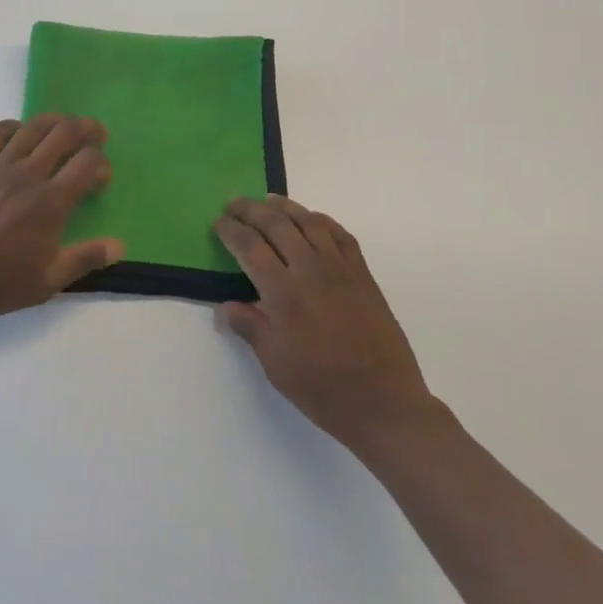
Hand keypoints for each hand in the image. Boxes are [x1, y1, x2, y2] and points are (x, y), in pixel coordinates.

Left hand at [0, 116, 123, 325]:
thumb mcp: (46, 282)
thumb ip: (85, 259)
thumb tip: (120, 245)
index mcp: (50, 202)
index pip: (87, 162)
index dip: (102, 163)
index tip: (102, 177)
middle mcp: (27, 174)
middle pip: (65, 132)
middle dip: (87, 128)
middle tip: (96, 134)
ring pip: (34, 126)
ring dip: (56, 121)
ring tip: (65, 128)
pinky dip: (16, 126)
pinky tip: (21, 135)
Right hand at [214, 196, 451, 458]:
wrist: (384, 402)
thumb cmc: (322, 389)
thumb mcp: (275, 364)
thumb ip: (250, 327)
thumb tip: (226, 305)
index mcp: (283, 293)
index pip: (250, 247)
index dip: (231, 230)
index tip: (218, 222)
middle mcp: (310, 270)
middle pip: (276, 224)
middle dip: (251, 209)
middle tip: (234, 203)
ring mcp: (340, 268)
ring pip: (308, 221)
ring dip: (284, 207)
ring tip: (267, 201)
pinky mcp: (362, 274)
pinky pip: (340, 234)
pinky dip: (321, 220)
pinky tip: (311, 220)